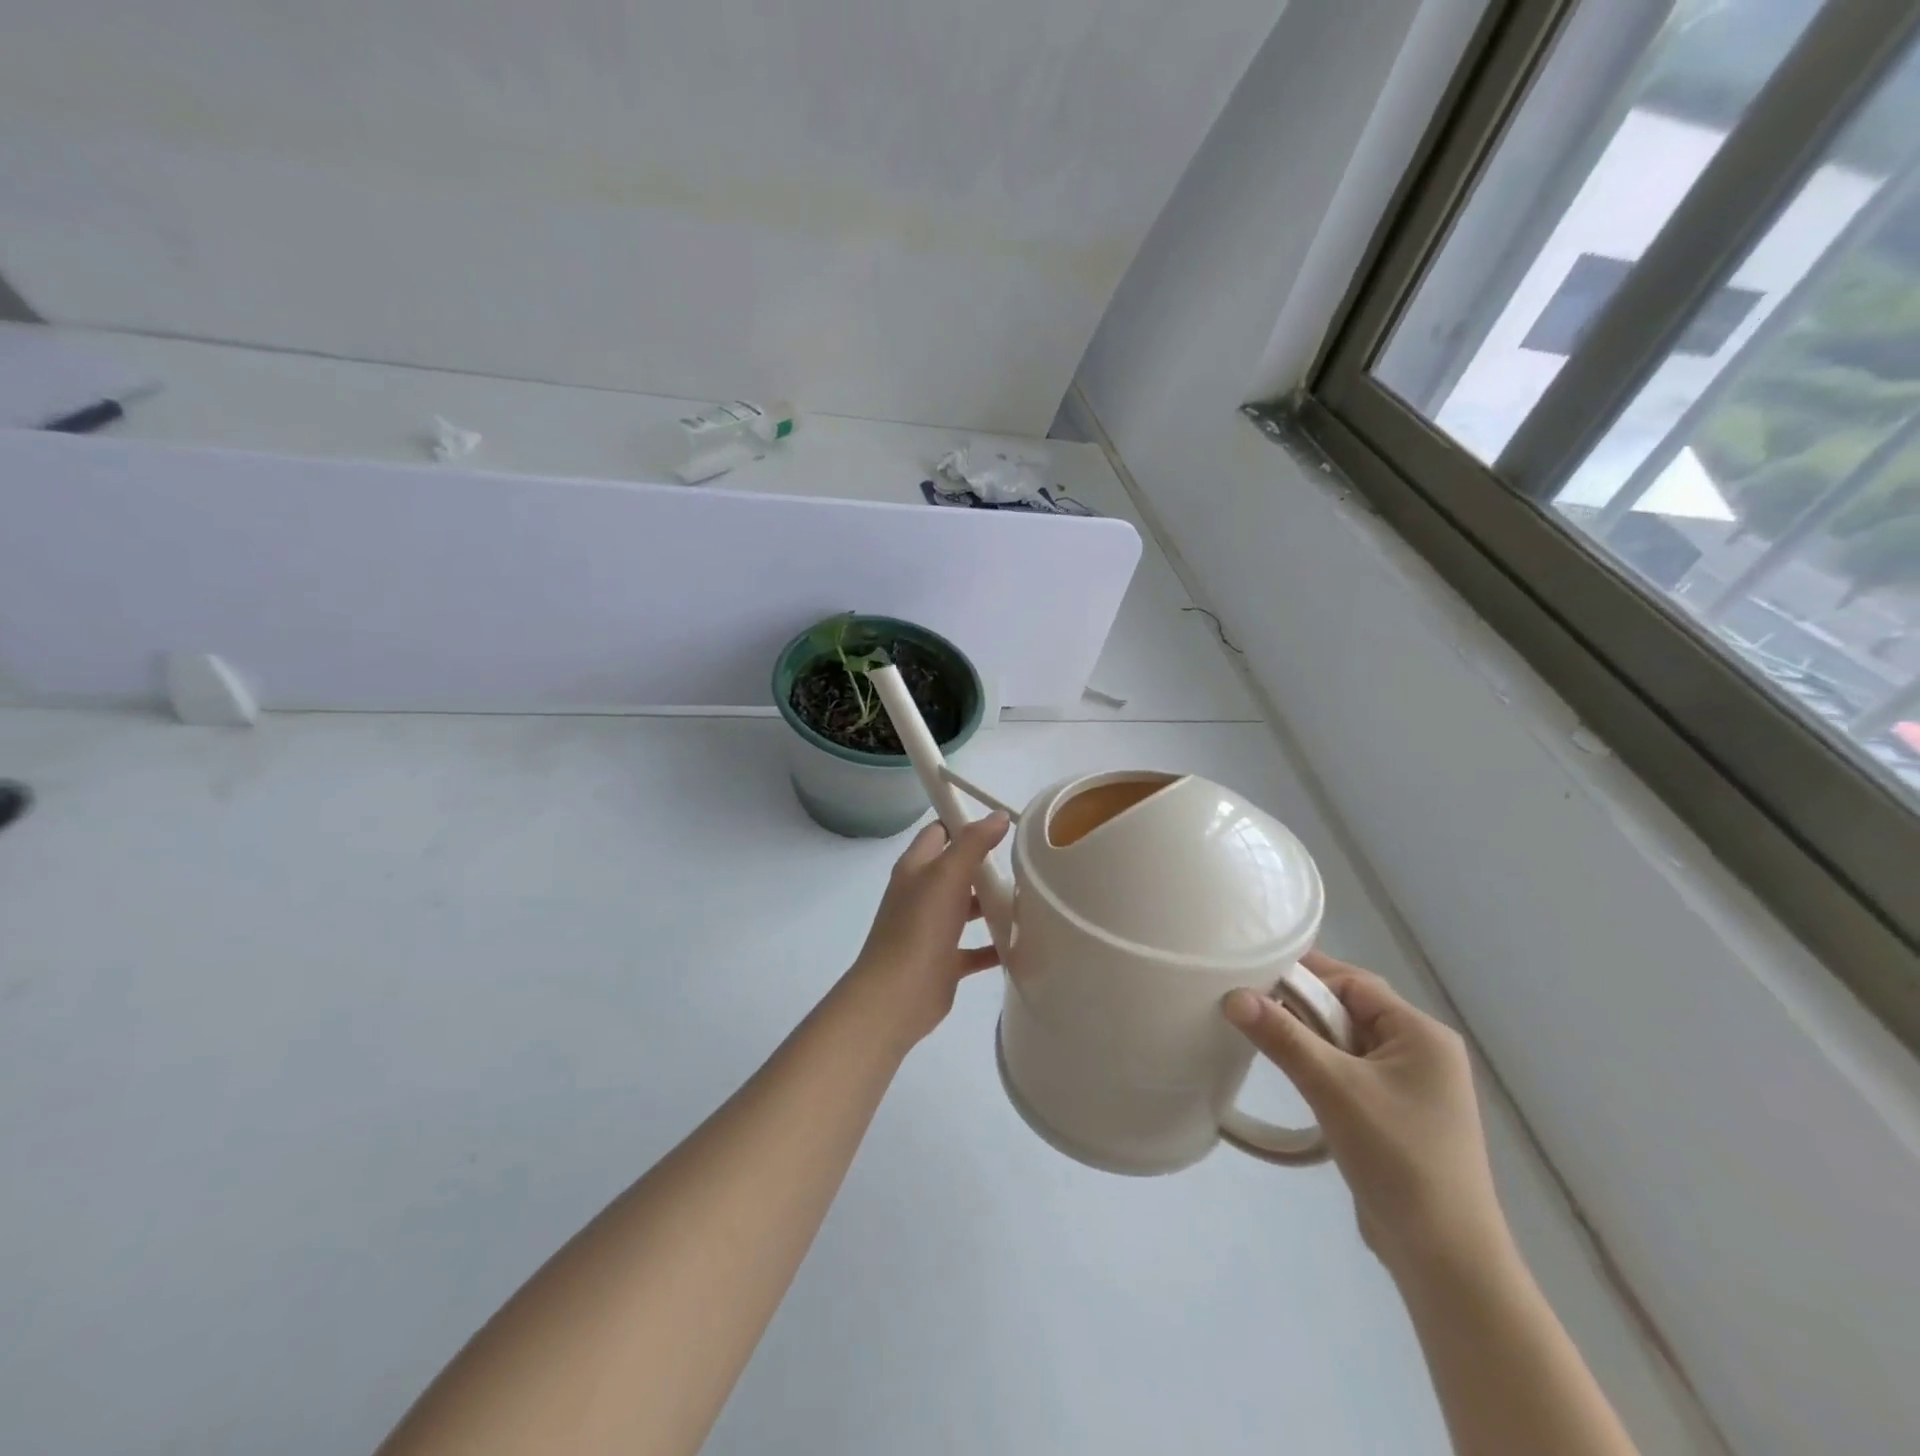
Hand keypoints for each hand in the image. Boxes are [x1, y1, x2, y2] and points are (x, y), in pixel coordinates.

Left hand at [841, 813, 1010, 1048]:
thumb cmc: (919, 927)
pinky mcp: (943, 961)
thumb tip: (998, 816)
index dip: (964, 823)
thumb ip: (973, 843)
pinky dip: (995, 944)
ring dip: (993, 903)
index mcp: (915, 868)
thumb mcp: (947, 875)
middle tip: (1024, 861)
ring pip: (966, 908)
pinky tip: (1024, 943)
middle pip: (956, 870)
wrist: (897, 996)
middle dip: (986, 864)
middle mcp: (921, 894)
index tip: (1002, 823)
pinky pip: (974, 948)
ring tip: (1031, 898)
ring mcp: (931, 929)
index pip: (939, 832)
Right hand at [1223, 951, 1508, 1280]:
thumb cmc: (1398, 1158)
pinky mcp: (1397, 1115)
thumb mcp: (1334, 1088)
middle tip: (1250, 1004)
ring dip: (1308, 1038)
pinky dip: (1320, 1066)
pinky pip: (1350, 1071)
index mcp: (1421, 1034)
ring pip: (1347, 1041)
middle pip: (1350, 1009)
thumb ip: (1283, 1036)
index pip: (1354, 983)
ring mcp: (1412, 1086)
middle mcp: (1422, 1052)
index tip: (1255, 973)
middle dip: (1302, 1006)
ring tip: (1263, 1036)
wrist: (1445, 1259)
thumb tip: (1233, 996)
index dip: (1305, 974)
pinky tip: (1291, 1075)